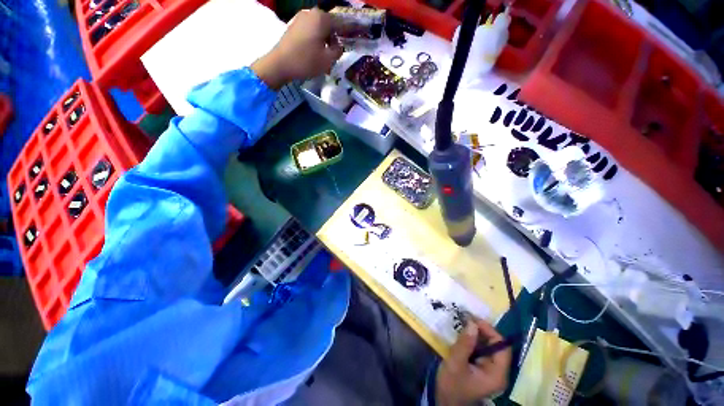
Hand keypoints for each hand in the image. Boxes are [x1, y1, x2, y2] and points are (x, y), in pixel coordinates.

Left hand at [252, 8, 342, 89]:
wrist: (280, 64)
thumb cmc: (306, 61)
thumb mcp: (328, 60)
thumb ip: (338, 51)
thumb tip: (339, 46)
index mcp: (322, 18)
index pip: (341, 24)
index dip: (348, 32)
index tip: (353, 40)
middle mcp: (312, 13)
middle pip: (329, 25)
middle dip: (334, 38)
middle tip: (336, 53)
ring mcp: (301, 18)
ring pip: (319, 28)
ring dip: (325, 40)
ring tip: (326, 56)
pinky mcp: (294, 25)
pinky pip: (310, 30)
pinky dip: (316, 40)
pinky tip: (316, 52)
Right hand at [436, 318, 511, 405]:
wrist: (446, 403)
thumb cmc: (452, 386)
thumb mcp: (455, 363)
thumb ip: (464, 343)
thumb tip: (472, 323)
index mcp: (497, 373)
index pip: (502, 346)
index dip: (489, 330)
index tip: (472, 319)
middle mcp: (498, 371)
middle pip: (496, 345)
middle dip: (481, 330)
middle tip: (465, 319)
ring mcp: (490, 370)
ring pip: (487, 346)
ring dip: (476, 334)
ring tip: (462, 324)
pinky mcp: (481, 368)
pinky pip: (480, 350)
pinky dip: (472, 341)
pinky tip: (461, 335)